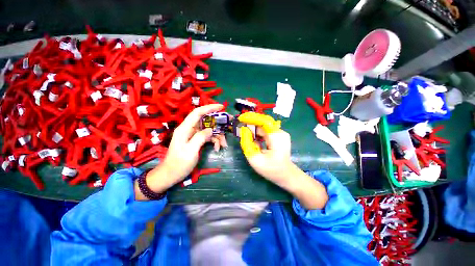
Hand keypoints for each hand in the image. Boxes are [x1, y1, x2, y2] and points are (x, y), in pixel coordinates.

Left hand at [135, 104, 223, 199]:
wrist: (171, 174)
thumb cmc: (179, 164)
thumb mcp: (191, 151)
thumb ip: (200, 137)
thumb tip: (210, 130)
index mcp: (185, 129)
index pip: (197, 113)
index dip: (209, 108)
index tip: (221, 107)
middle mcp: (189, 129)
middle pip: (205, 120)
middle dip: (218, 122)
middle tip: (229, 123)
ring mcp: (193, 135)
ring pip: (208, 130)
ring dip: (217, 135)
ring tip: (224, 144)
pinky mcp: (196, 140)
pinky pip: (207, 137)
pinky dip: (214, 141)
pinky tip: (217, 148)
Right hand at [239, 112, 327, 208]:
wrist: (286, 175)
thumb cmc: (271, 170)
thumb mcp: (255, 160)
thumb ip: (247, 144)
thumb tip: (244, 131)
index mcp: (276, 137)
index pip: (264, 121)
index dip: (252, 118)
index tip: (241, 118)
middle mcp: (280, 132)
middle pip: (264, 122)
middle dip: (251, 123)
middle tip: (241, 126)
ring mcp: (280, 134)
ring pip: (264, 126)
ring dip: (254, 128)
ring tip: (246, 134)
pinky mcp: (278, 136)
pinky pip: (266, 130)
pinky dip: (258, 132)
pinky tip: (253, 138)